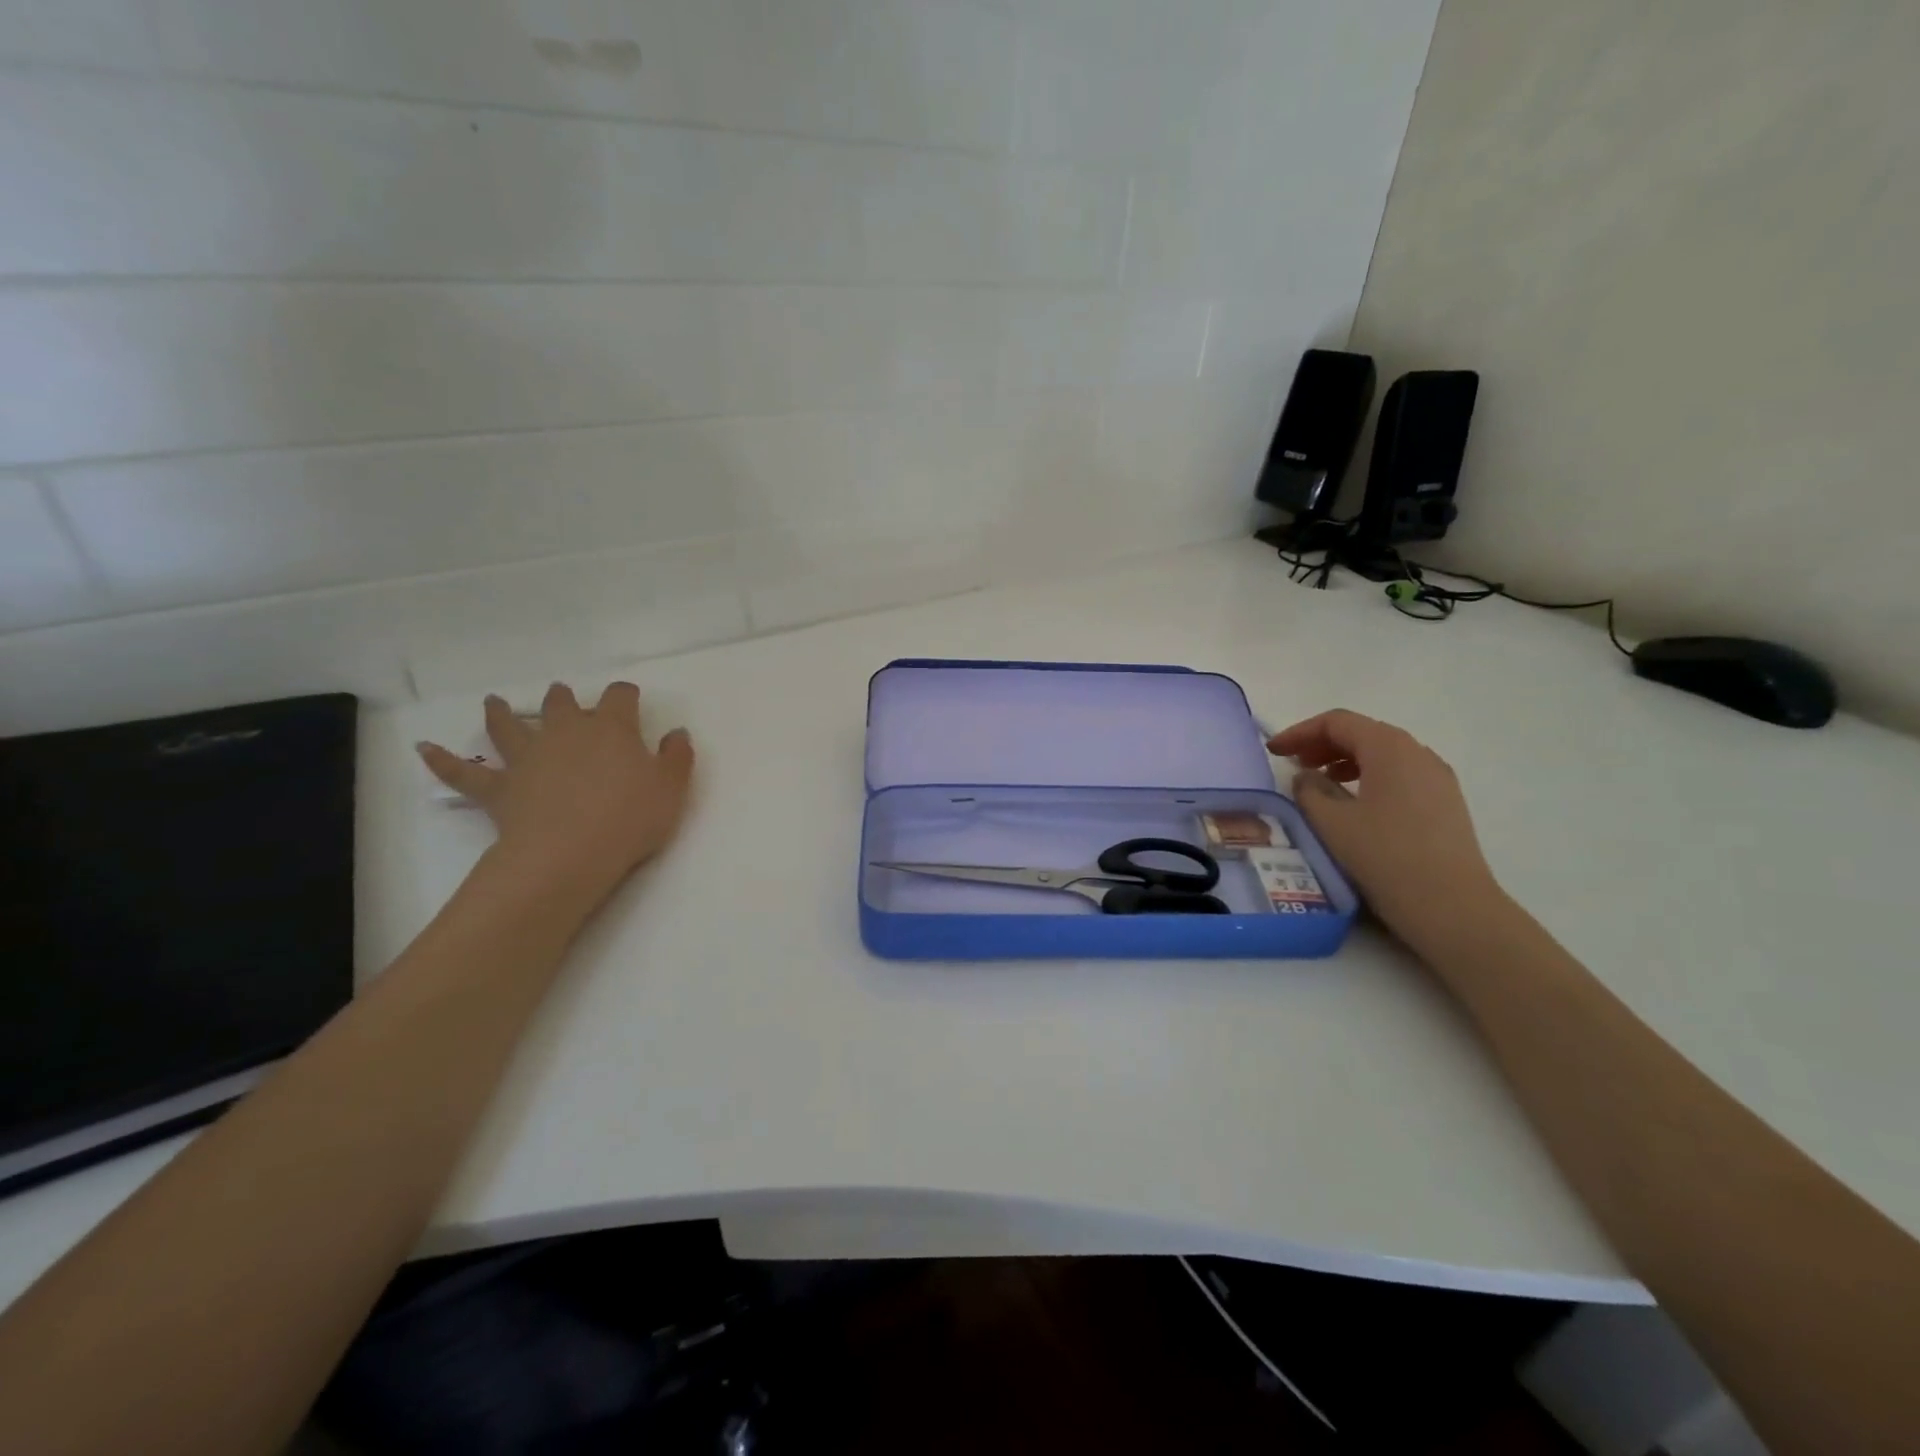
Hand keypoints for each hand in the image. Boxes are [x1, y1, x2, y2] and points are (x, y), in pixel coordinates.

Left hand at [417, 682, 694, 904]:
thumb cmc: (629, 818)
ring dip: (501, 713)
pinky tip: (423, 750)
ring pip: (509, 727)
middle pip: (561, 704)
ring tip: (494, 702)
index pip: (619, 697)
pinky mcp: (499, 788)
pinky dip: (442, 761)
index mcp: (611, 728)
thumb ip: (677, 756)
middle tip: (563, 698)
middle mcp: (565, 732)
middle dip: (564, 699)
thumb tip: (676, 732)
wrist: (569, 854)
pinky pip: (464, 773)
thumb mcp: (671, 788)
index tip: (631, 700)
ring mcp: (528, 757)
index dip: (625, 696)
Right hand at [1268, 710, 1504, 952]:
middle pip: (1363, 732)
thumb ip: (1309, 791)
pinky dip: (1369, 776)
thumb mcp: (1331, 823)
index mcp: (1389, 748)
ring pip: (1383, 753)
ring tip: (1320, 782)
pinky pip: (1399, 773)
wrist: (1452, 907)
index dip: (1300, 732)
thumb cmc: (1385, 857)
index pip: (1337, 722)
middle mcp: (1418, 753)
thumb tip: (1306, 777)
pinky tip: (1354, 802)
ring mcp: (1437, 778)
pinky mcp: (1445, 802)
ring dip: (1345, 760)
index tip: (1273, 751)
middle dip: (1322, 743)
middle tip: (1293, 764)